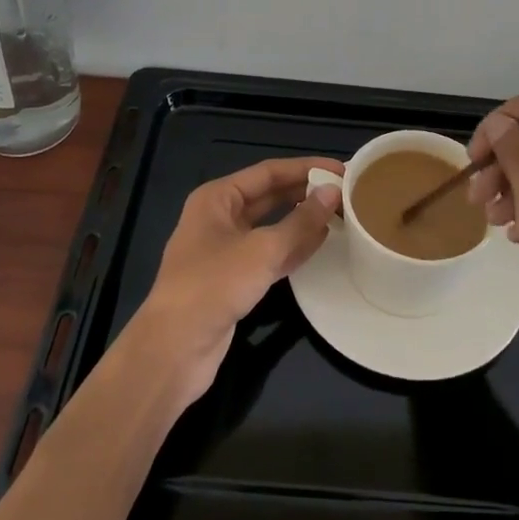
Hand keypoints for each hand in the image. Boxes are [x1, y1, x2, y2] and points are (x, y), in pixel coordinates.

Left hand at [131, 156, 342, 406]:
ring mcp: (226, 250)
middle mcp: (220, 217)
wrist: (173, 350)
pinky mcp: (233, 280)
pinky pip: (269, 254)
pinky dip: (293, 248)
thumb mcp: (261, 250)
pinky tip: (321, 243)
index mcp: (217, 198)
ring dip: (302, 221)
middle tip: (345, 191)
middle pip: (269, 197)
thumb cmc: (213, 285)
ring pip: (271, 226)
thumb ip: (300, 222)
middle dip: (305, 193)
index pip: (268, 172)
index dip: (305, 168)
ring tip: (340, 214)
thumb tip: (333, 192)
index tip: (340, 168)